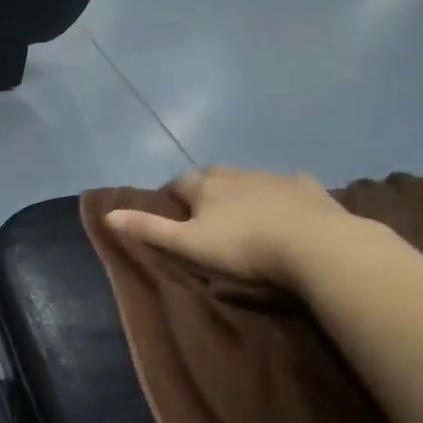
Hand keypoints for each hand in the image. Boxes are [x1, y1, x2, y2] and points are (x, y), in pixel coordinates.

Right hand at [104, 166, 357, 285]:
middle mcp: (238, 174)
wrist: (314, 246)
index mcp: (206, 187)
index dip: (171, 194)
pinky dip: (281, 193)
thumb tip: (108, 214)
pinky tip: (286, 207)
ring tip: (243, 213)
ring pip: (250, 178)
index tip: (170, 210)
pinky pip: (289, 185)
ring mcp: (275, 177)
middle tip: (204, 211)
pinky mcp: (308, 188)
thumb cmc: (243, 248)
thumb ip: (150, 229)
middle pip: (214, 174)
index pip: (179, 182)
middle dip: (205, 187)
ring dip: (241, 190)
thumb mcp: (188, 245)